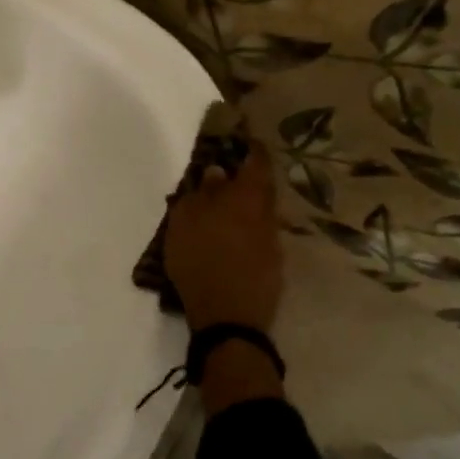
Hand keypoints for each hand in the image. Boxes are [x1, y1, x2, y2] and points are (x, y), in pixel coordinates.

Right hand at [163, 140, 282, 334]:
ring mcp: (274, 245)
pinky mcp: (273, 270)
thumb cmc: (200, 260)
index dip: (251, 148)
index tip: (243, 140)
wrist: (229, 318)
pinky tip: (228, 248)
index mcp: (247, 197)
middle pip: (261, 190)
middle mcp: (267, 216)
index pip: (257, 162)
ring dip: (243, 212)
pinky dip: (244, 238)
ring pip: (260, 217)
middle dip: (246, 182)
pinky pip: (258, 242)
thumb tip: (217, 172)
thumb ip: (202, 193)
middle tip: (225, 180)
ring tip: (220, 218)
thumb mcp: (186, 221)